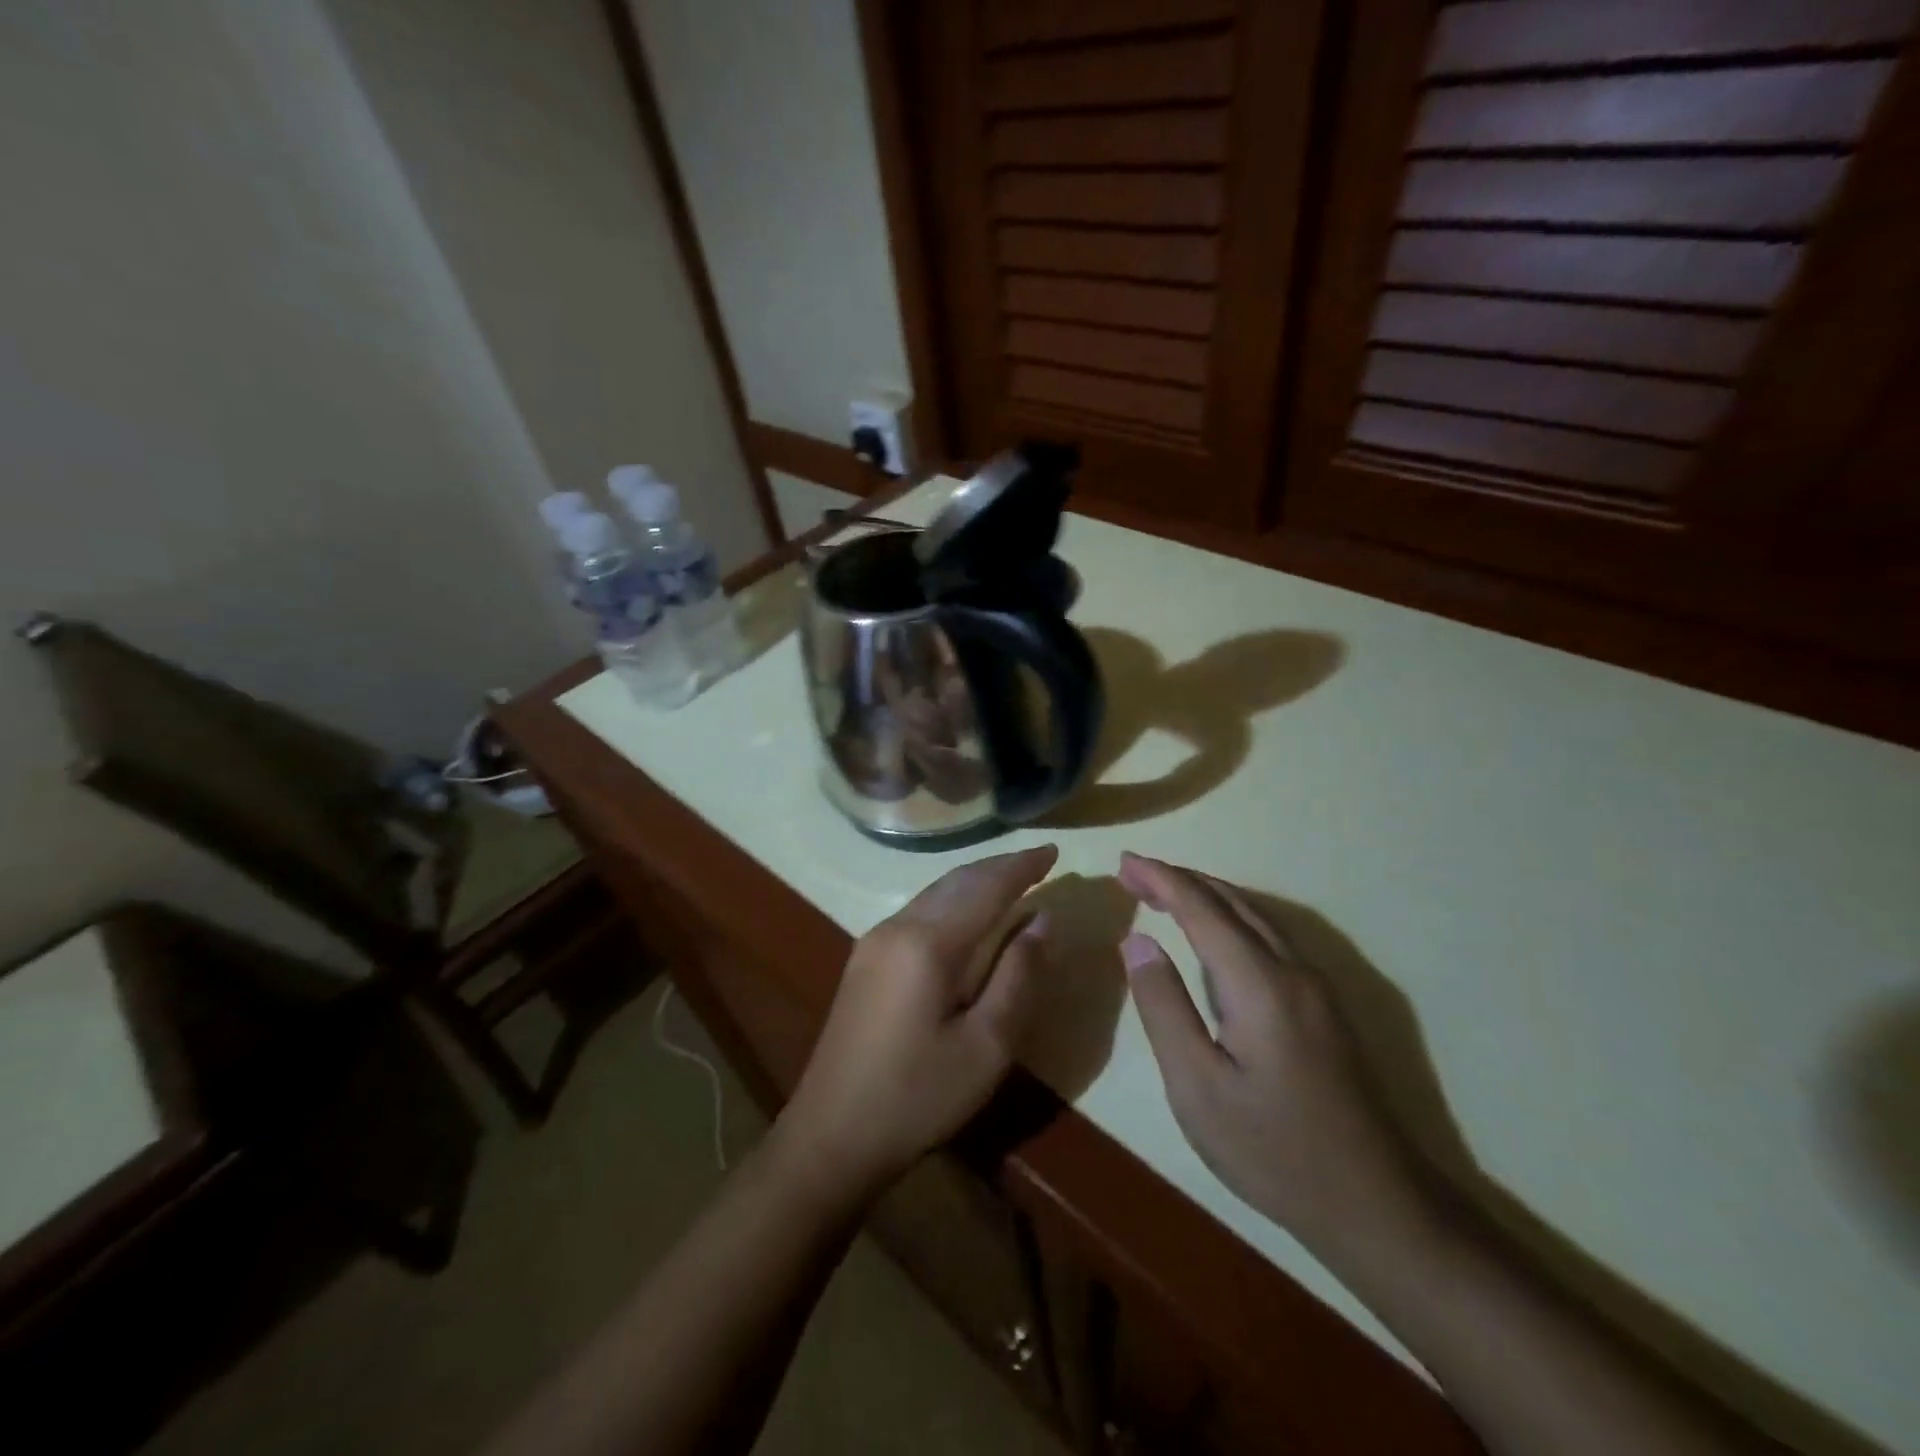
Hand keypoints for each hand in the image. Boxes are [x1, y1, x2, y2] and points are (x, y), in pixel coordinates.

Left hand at [778, 845, 1057, 1196]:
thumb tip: (1041, 920)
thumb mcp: (986, 1046)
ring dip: (974, 881)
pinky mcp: (865, 960)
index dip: (1021, 867)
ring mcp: (874, 941)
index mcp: (927, 943)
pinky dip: (952, 901)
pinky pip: (919, 911)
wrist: (831, 1135)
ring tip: (1011, 880)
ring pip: (934, 893)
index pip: (985, 887)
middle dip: (999, 867)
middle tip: (1038, 861)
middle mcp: (897, 927)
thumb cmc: (918, 1096)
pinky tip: (967, 915)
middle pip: (956, 881)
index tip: (1054, 851)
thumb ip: (1018, 976)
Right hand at [1117, 853, 1431, 1252]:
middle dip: (1180, 880)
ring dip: (1207, 896)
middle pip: (1231, 903)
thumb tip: (1136, 941)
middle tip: (1134, 873)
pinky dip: (1230, 919)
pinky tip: (1215, 936)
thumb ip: (1164, 1006)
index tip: (1124, 861)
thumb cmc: (1273, 1149)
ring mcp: (1315, 988)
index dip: (1161, 879)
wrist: (1376, 1205)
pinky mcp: (1324, 1008)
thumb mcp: (1197, 1086)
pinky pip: (1270, 938)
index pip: (1202, 909)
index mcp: (1260, 982)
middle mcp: (1292, 970)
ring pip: (1255, 917)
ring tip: (1164, 893)